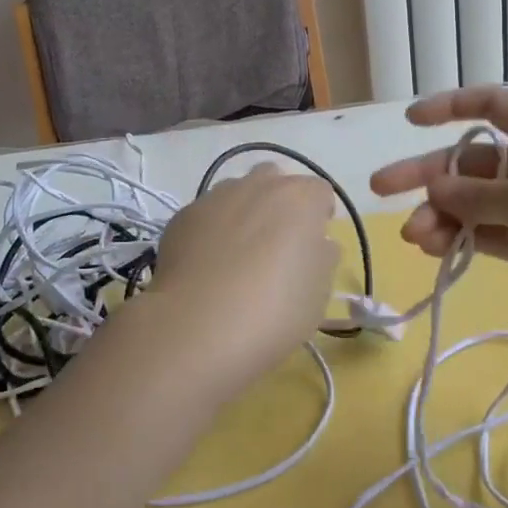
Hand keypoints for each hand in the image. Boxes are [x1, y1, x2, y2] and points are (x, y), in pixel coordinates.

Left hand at [114, 164, 339, 399]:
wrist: (197, 326)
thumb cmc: (274, 311)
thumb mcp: (319, 294)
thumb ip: (322, 258)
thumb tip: (316, 243)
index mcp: (301, 198)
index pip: (320, 192)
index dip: (319, 217)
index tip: (313, 246)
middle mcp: (260, 184)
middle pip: (276, 181)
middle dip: (280, 205)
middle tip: (276, 246)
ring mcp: (217, 196)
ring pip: (238, 192)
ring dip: (244, 212)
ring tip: (238, 256)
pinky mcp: (184, 215)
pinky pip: (208, 214)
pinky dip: (212, 230)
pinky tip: (207, 266)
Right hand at [370, 86, 507, 355]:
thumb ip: (477, 195)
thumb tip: (436, 187)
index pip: (492, 105)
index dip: (449, 106)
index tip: (410, 122)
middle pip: (470, 160)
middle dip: (426, 174)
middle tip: (380, 189)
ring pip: (473, 201)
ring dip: (439, 215)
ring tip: (414, 239)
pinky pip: (486, 233)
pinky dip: (460, 238)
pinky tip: (433, 251)